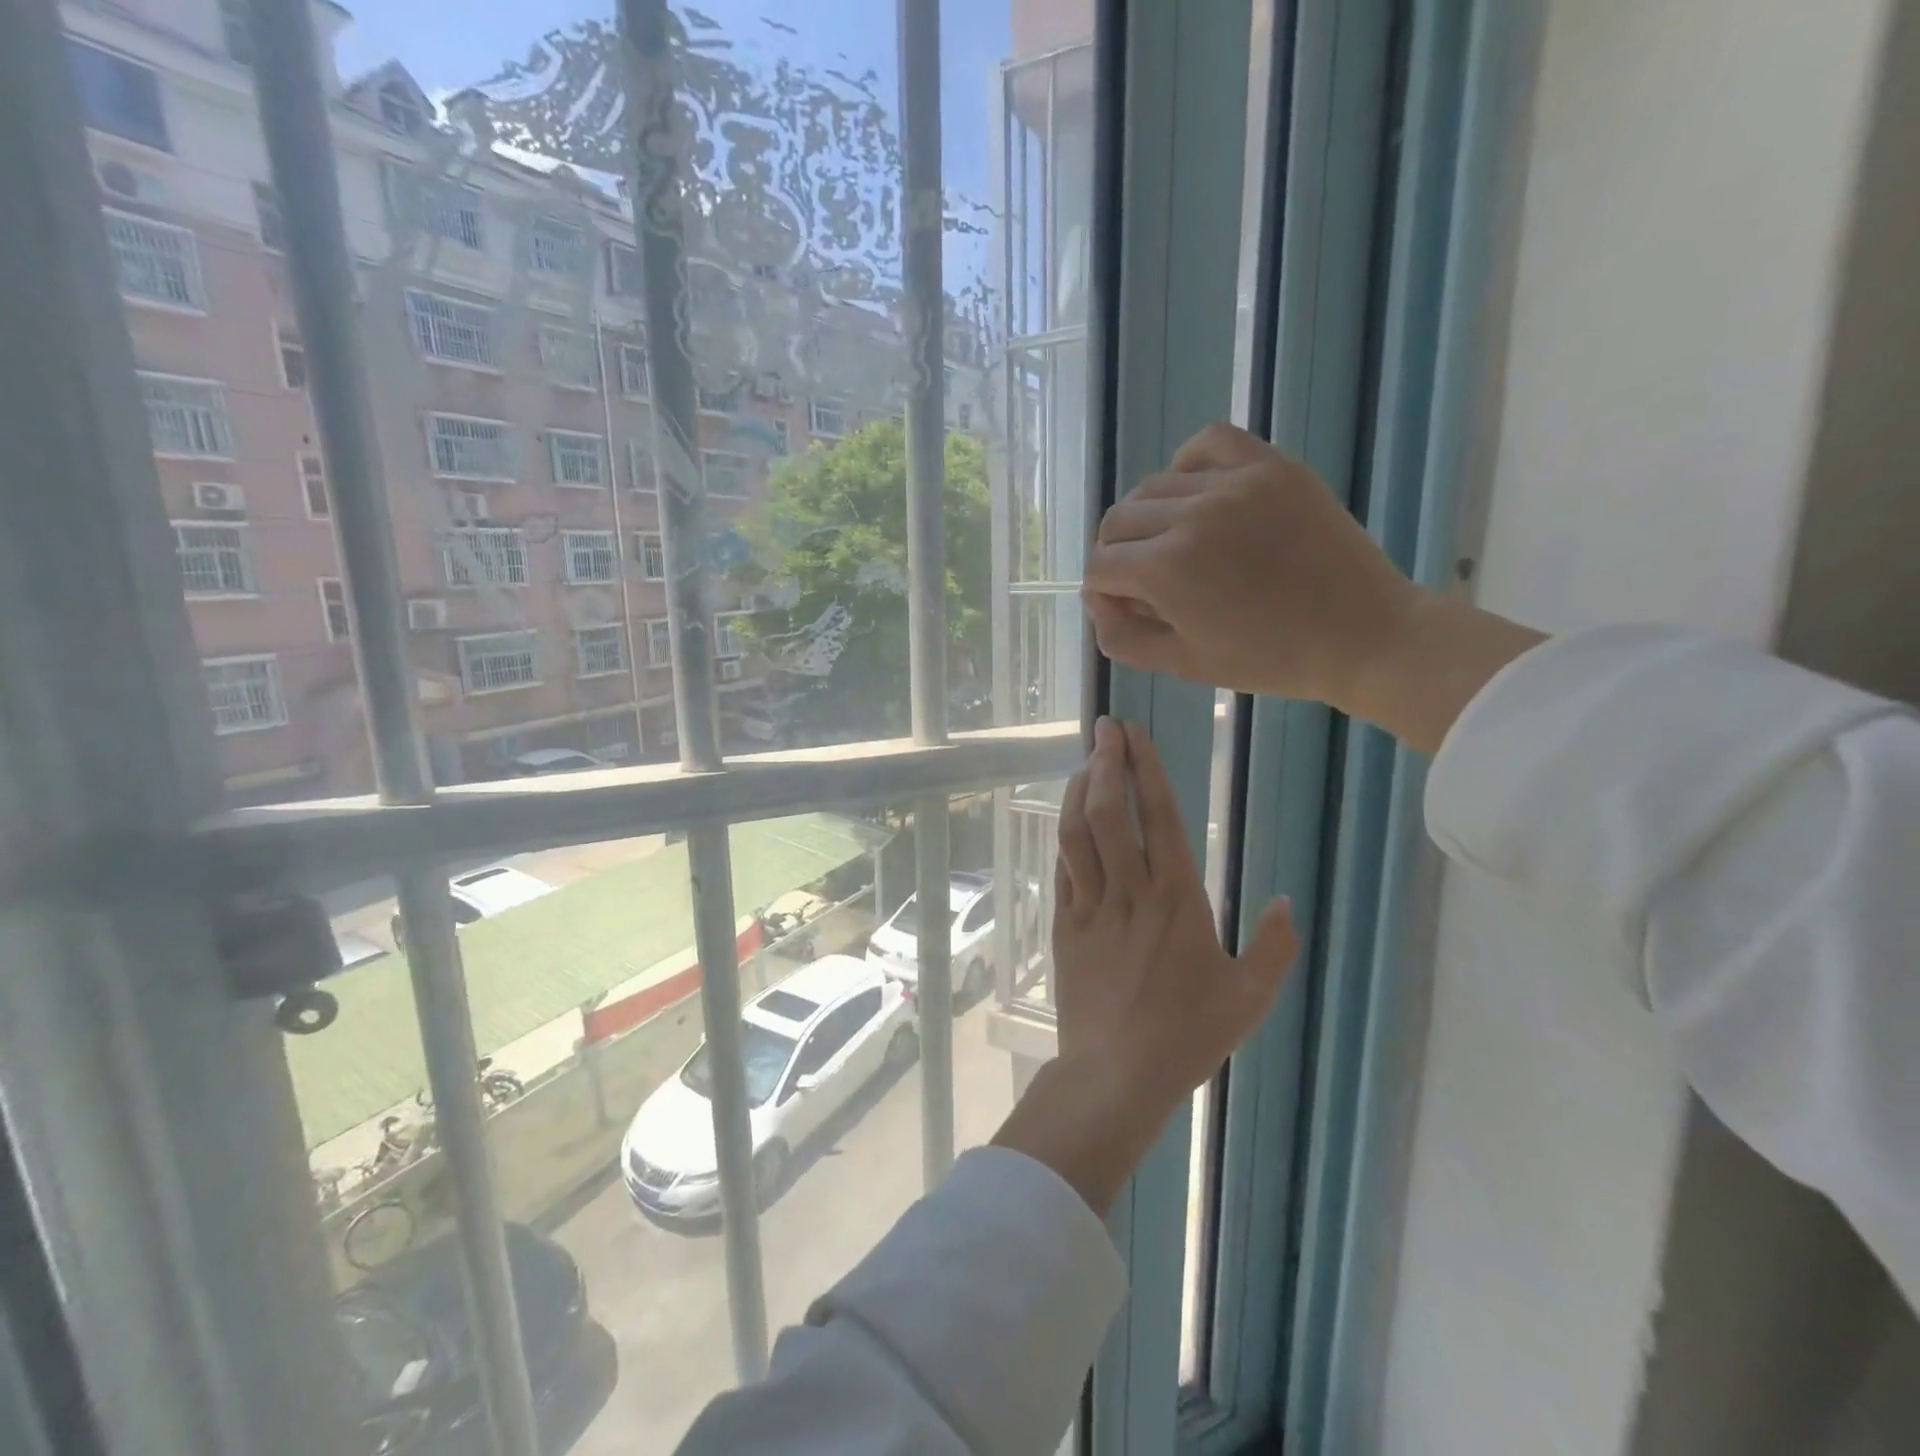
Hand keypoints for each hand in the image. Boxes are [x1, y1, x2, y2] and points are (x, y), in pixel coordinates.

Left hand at [993, 718, 1296, 1214]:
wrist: (1116, 1074)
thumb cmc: (1187, 1035)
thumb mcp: (1250, 998)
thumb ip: (1275, 947)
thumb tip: (1285, 901)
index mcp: (1176, 899)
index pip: (1158, 817)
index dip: (1145, 770)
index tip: (1134, 734)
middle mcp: (1130, 892)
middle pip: (1109, 813)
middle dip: (1105, 763)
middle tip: (1105, 728)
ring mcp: (1091, 907)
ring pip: (1077, 834)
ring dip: (1077, 792)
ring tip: (1084, 762)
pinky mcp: (1064, 926)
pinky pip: (1061, 870)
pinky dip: (1063, 836)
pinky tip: (1066, 818)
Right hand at [1084, 422, 1545, 751]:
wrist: (1362, 635)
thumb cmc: (1269, 660)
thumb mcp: (1183, 664)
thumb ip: (1123, 637)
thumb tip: (1097, 602)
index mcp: (1167, 569)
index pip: (1099, 566)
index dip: (1101, 592)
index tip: (1123, 608)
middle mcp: (1191, 515)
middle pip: (1117, 521)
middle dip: (1118, 556)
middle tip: (1146, 583)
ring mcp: (1234, 484)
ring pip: (1154, 485)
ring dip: (1149, 518)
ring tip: (1175, 544)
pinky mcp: (1271, 467)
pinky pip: (1208, 444)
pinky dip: (1187, 464)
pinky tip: (1195, 494)